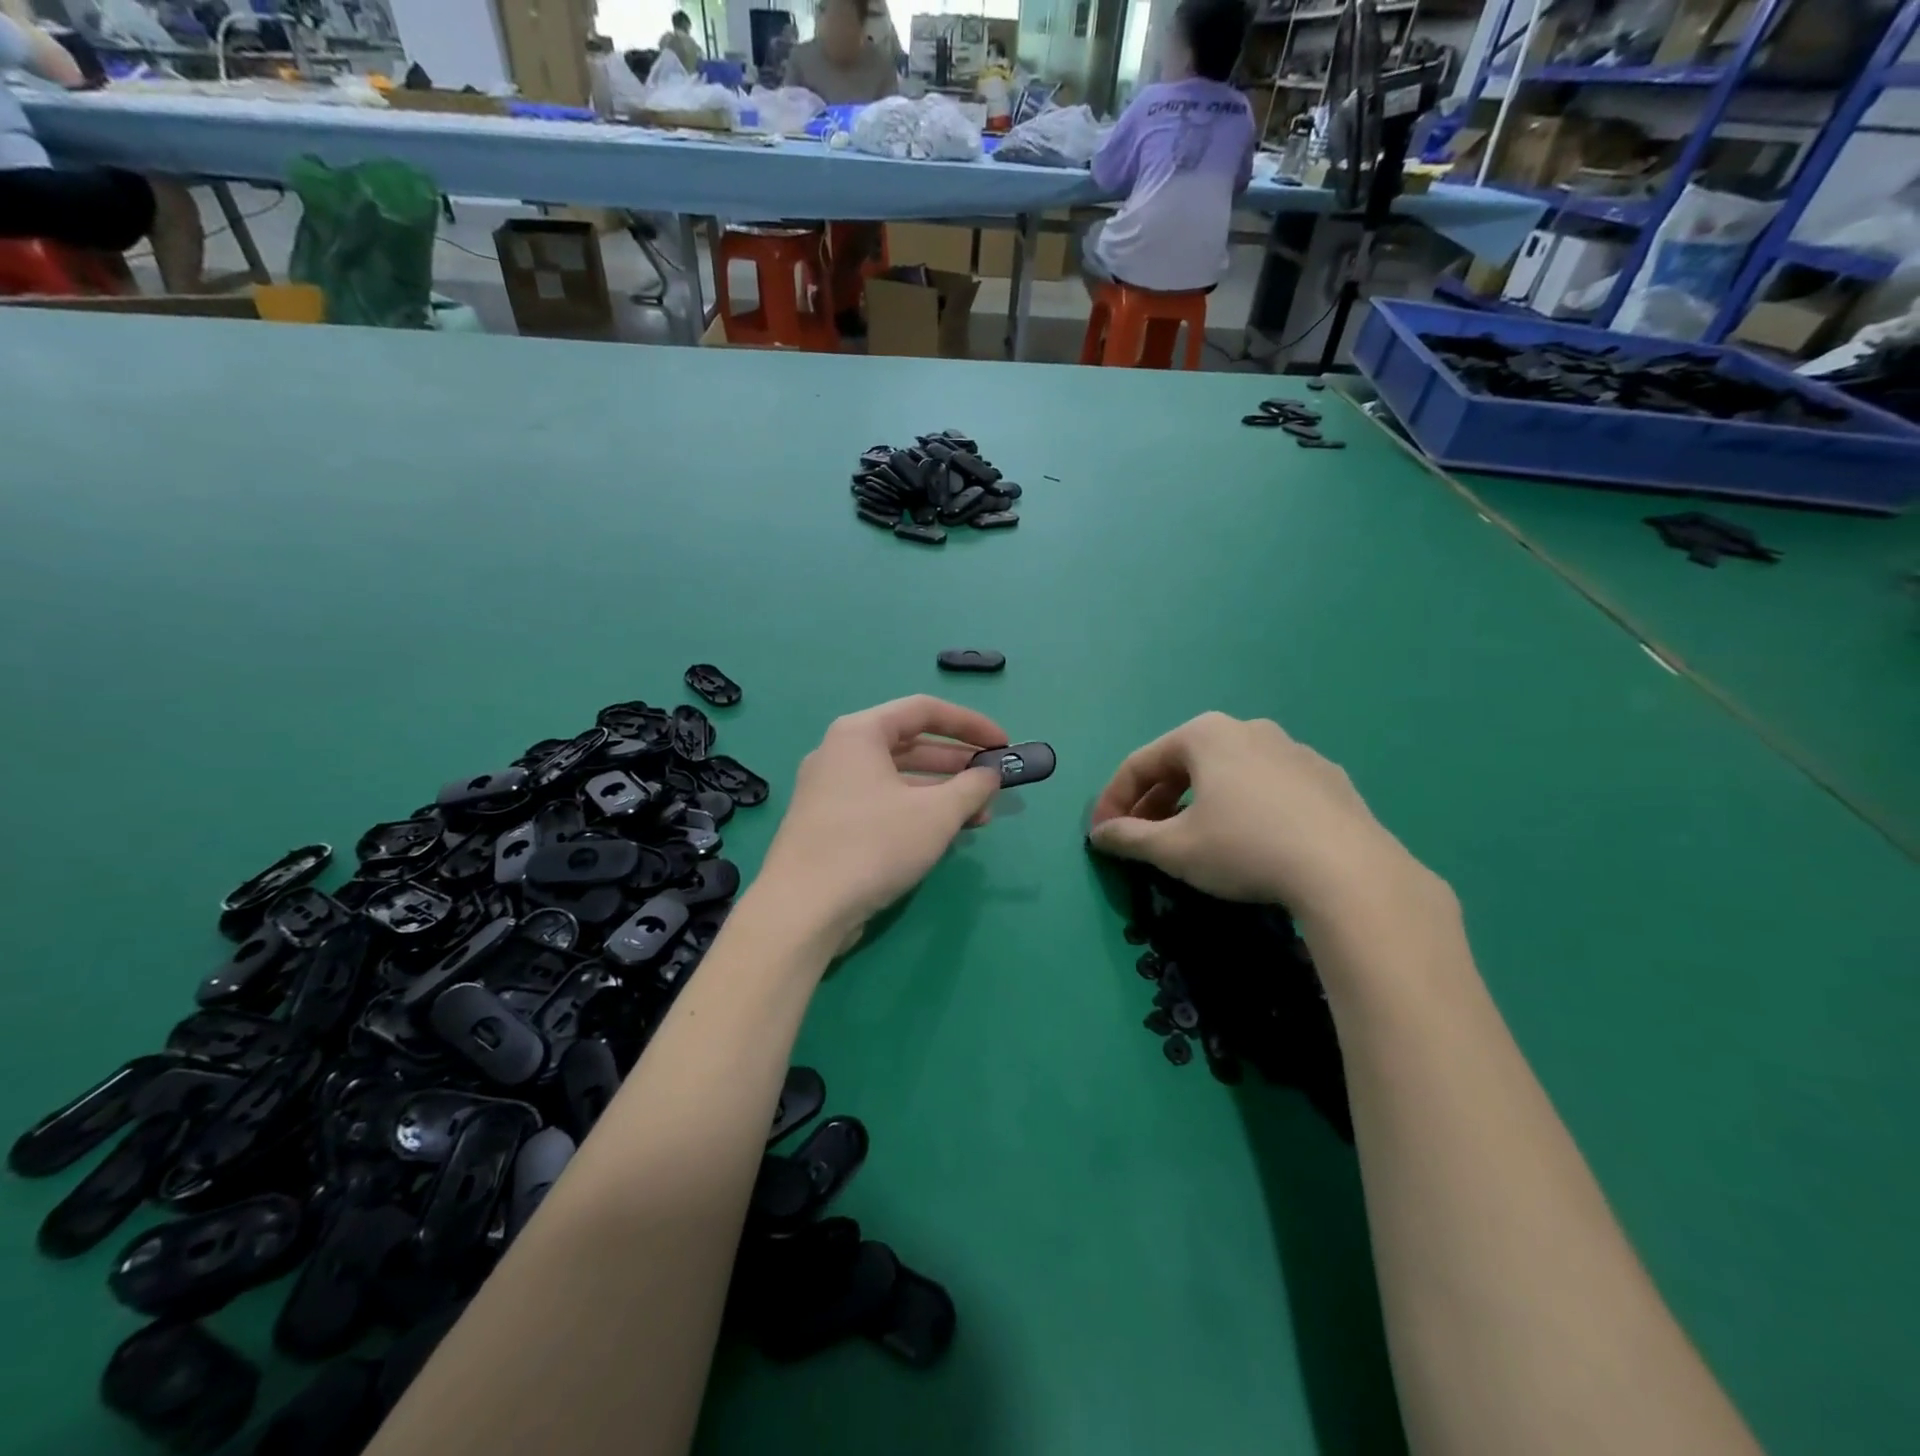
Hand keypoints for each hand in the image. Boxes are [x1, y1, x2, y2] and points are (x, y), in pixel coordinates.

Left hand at [754, 695, 1004, 946]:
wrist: (802, 910)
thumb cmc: (873, 845)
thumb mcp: (936, 814)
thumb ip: (971, 787)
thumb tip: (990, 775)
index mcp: (860, 733)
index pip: (924, 710)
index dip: (970, 724)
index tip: (1003, 745)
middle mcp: (840, 753)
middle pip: (910, 744)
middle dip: (957, 763)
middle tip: (993, 782)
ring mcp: (830, 790)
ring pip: (897, 779)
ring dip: (941, 793)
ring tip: (979, 816)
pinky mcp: (829, 824)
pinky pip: (882, 803)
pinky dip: (916, 811)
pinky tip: (944, 835)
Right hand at [1087, 713, 1434, 926]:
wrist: (1349, 871)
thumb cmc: (1244, 848)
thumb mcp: (1175, 849)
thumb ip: (1129, 838)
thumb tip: (1100, 834)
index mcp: (1205, 735)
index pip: (1140, 763)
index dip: (1113, 800)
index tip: (1102, 834)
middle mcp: (1248, 729)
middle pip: (1183, 764)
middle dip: (1154, 802)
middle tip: (1141, 838)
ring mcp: (1293, 750)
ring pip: (1227, 774)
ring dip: (1196, 803)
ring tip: (1191, 839)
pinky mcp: (1327, 778)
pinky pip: (1267, 787)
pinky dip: (1243, 807)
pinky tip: (1249, 841)